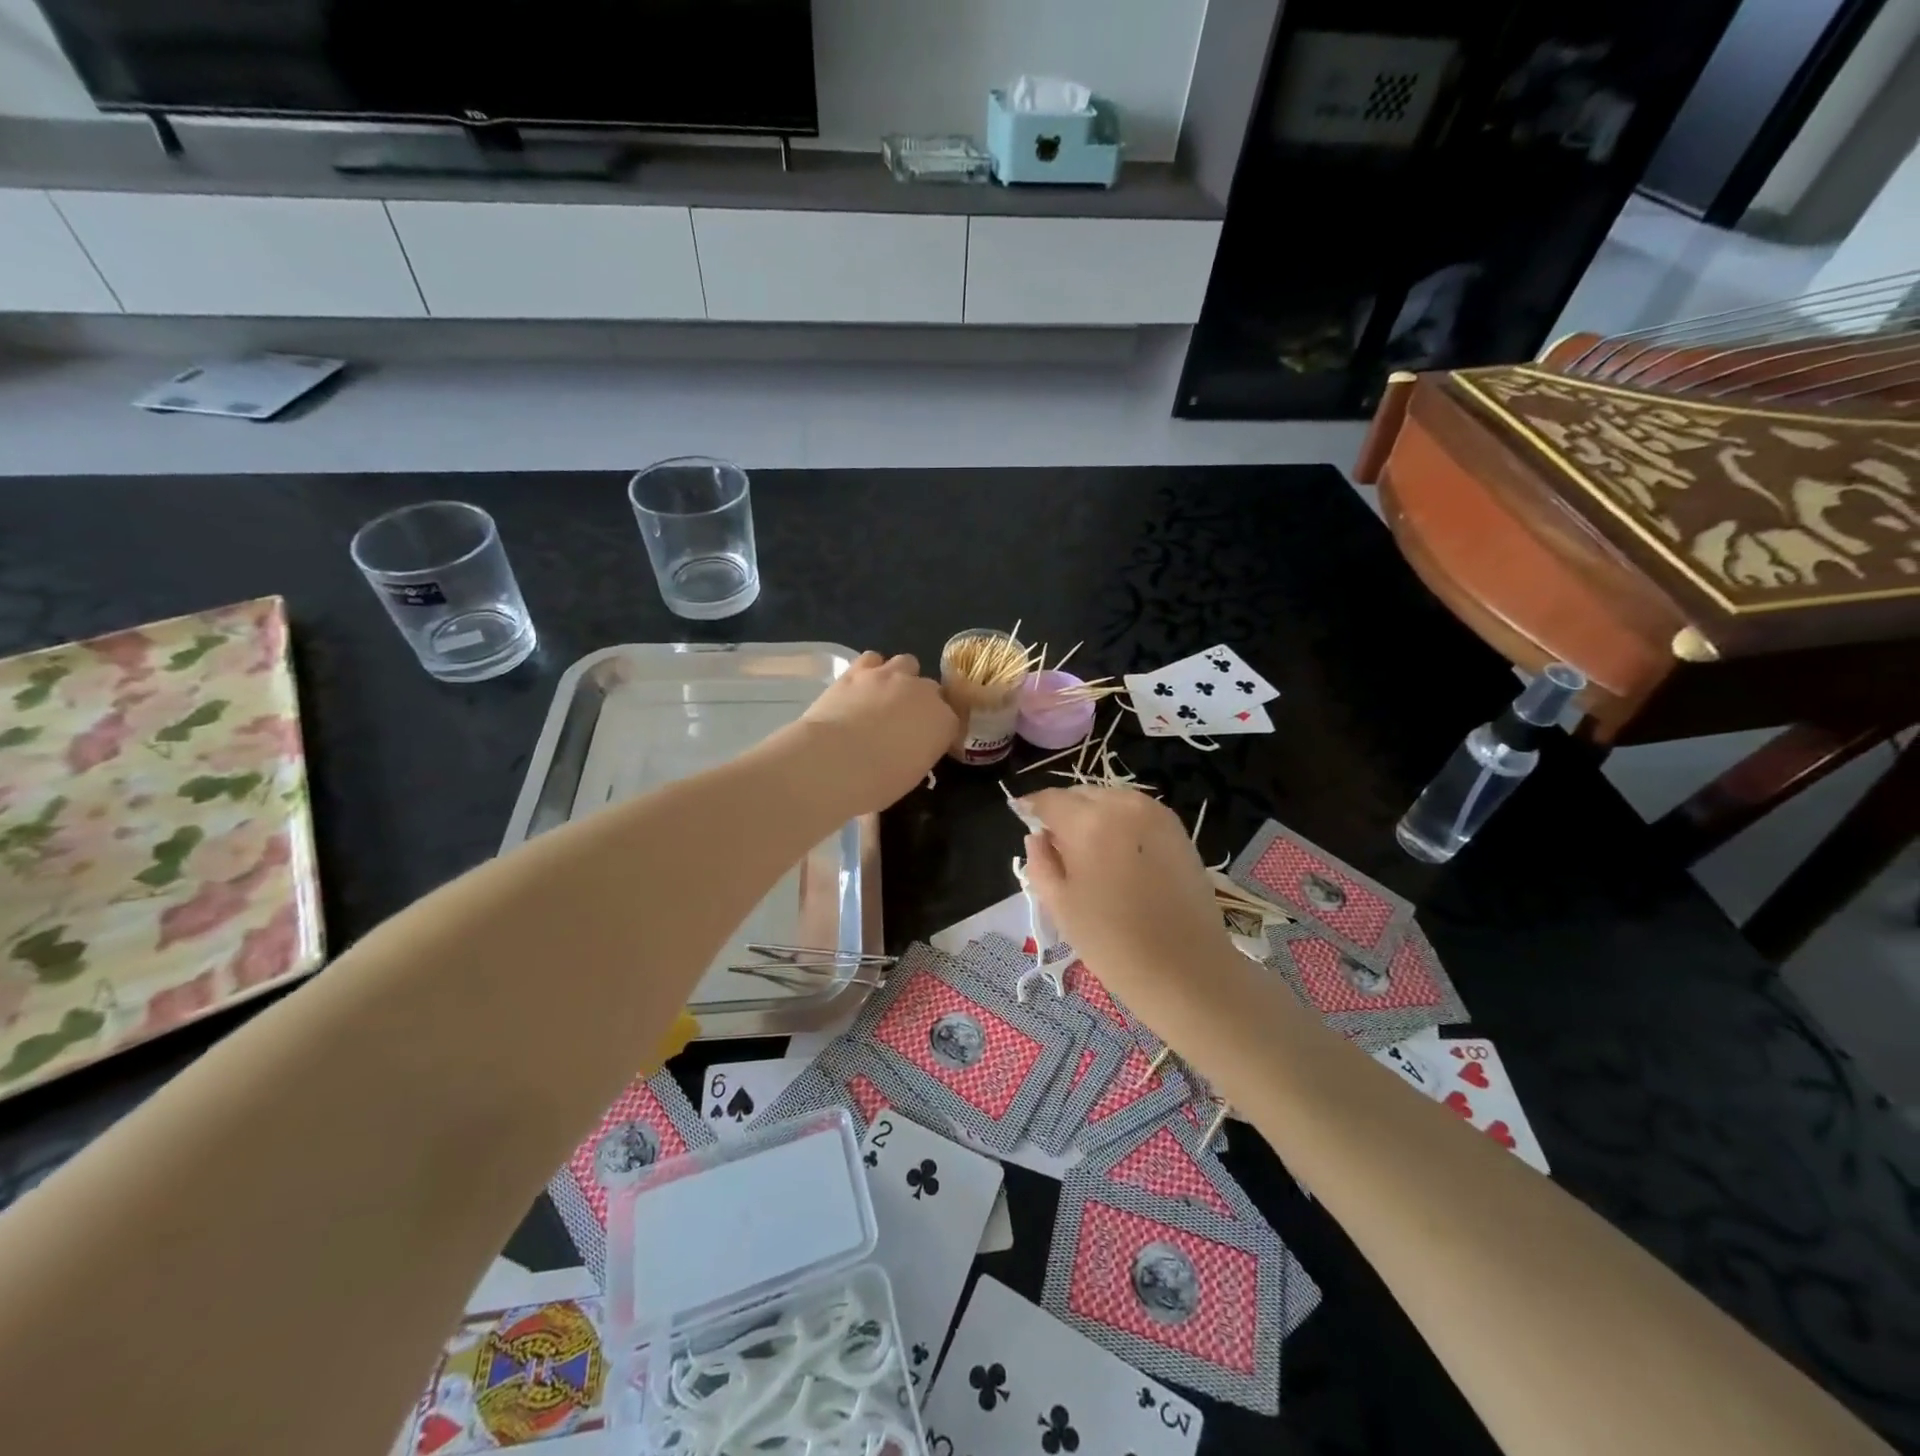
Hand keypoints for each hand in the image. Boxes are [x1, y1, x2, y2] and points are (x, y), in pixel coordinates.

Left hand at [790, 651, 956, 815]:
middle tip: (903, 722)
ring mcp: (891, 676)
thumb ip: (918, 754)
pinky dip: (870, 670)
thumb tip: (910, 751)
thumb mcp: (911, 776)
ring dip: (900, 677)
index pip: (950, 721)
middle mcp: (924, 692)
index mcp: (943, 722)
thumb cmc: (877, 783)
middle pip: (931, 689)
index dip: (937, 730)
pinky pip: (872, 659)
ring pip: (906, 663)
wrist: (835, 761)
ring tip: (884, 696)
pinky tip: (861, 685)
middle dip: (921, 702)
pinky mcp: (858, 670)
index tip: (925, 743)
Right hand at [1018, 786, 1243, 1030]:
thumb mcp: (1060, 905)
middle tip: (1055, 843)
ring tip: (1088, 849)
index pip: (1049, 800)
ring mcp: (1155, 814)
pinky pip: (1136, 812)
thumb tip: (1037, 836)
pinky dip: (1120, 822)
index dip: (1031, 808)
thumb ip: (1040, 862)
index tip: (1022, 817)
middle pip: (1081, 794)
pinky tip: (1118, 853)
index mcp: (1088, 822)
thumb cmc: (1112, 942)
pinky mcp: (1178, 829)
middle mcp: (1122, 805)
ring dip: (1093, 814)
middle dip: (1063, 811)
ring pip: (1110, 799)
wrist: (1186, 969)